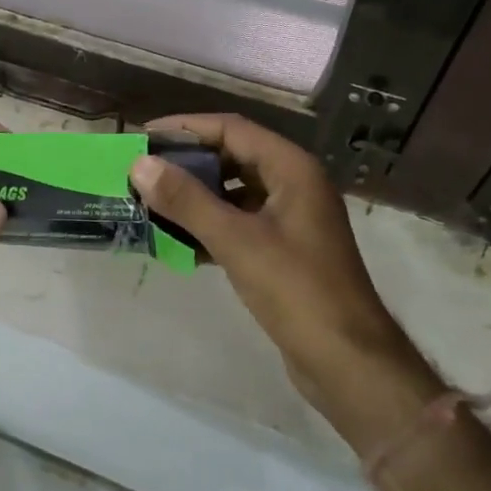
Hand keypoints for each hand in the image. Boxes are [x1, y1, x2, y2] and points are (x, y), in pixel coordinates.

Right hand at [131, 114, 441, 445]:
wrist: (348, 362)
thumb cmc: (296, 290)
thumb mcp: (237, 241)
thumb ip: (187, 200)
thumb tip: (141, 164)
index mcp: (292, 168)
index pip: (232, 128)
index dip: (186, 128)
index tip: (144, 137)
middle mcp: (294, 183)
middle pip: (233, 156)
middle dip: (187, 163)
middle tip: (143, 172)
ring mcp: (292, 218)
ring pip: (235, 192)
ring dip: (196, 197)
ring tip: (151, 205)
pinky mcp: (285, 249)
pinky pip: (240, 223)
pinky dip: (210, 227)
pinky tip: (178, 244)